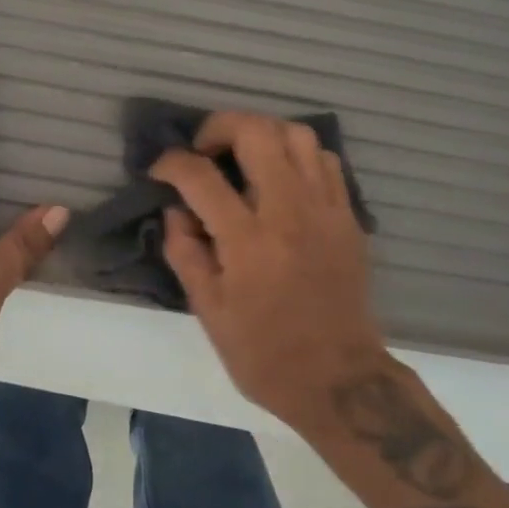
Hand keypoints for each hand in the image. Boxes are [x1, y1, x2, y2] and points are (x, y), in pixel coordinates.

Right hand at [150, 112, 387, 428]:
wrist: (340, 380)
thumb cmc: (265, 353)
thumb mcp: (209, 311)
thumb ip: (185, 252)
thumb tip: (175, 211)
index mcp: (248, 240)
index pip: (200, 176)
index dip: (171, 163)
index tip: (160, 171)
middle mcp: (289, 211)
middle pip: (256, 132)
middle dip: (219, 127)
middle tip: (204, 151)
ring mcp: (325, 208)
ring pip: (297, 134)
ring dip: (262, 134)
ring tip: (244, 157)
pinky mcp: (347, 216)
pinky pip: (325, 160)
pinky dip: (298, 155)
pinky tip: (282, 178)